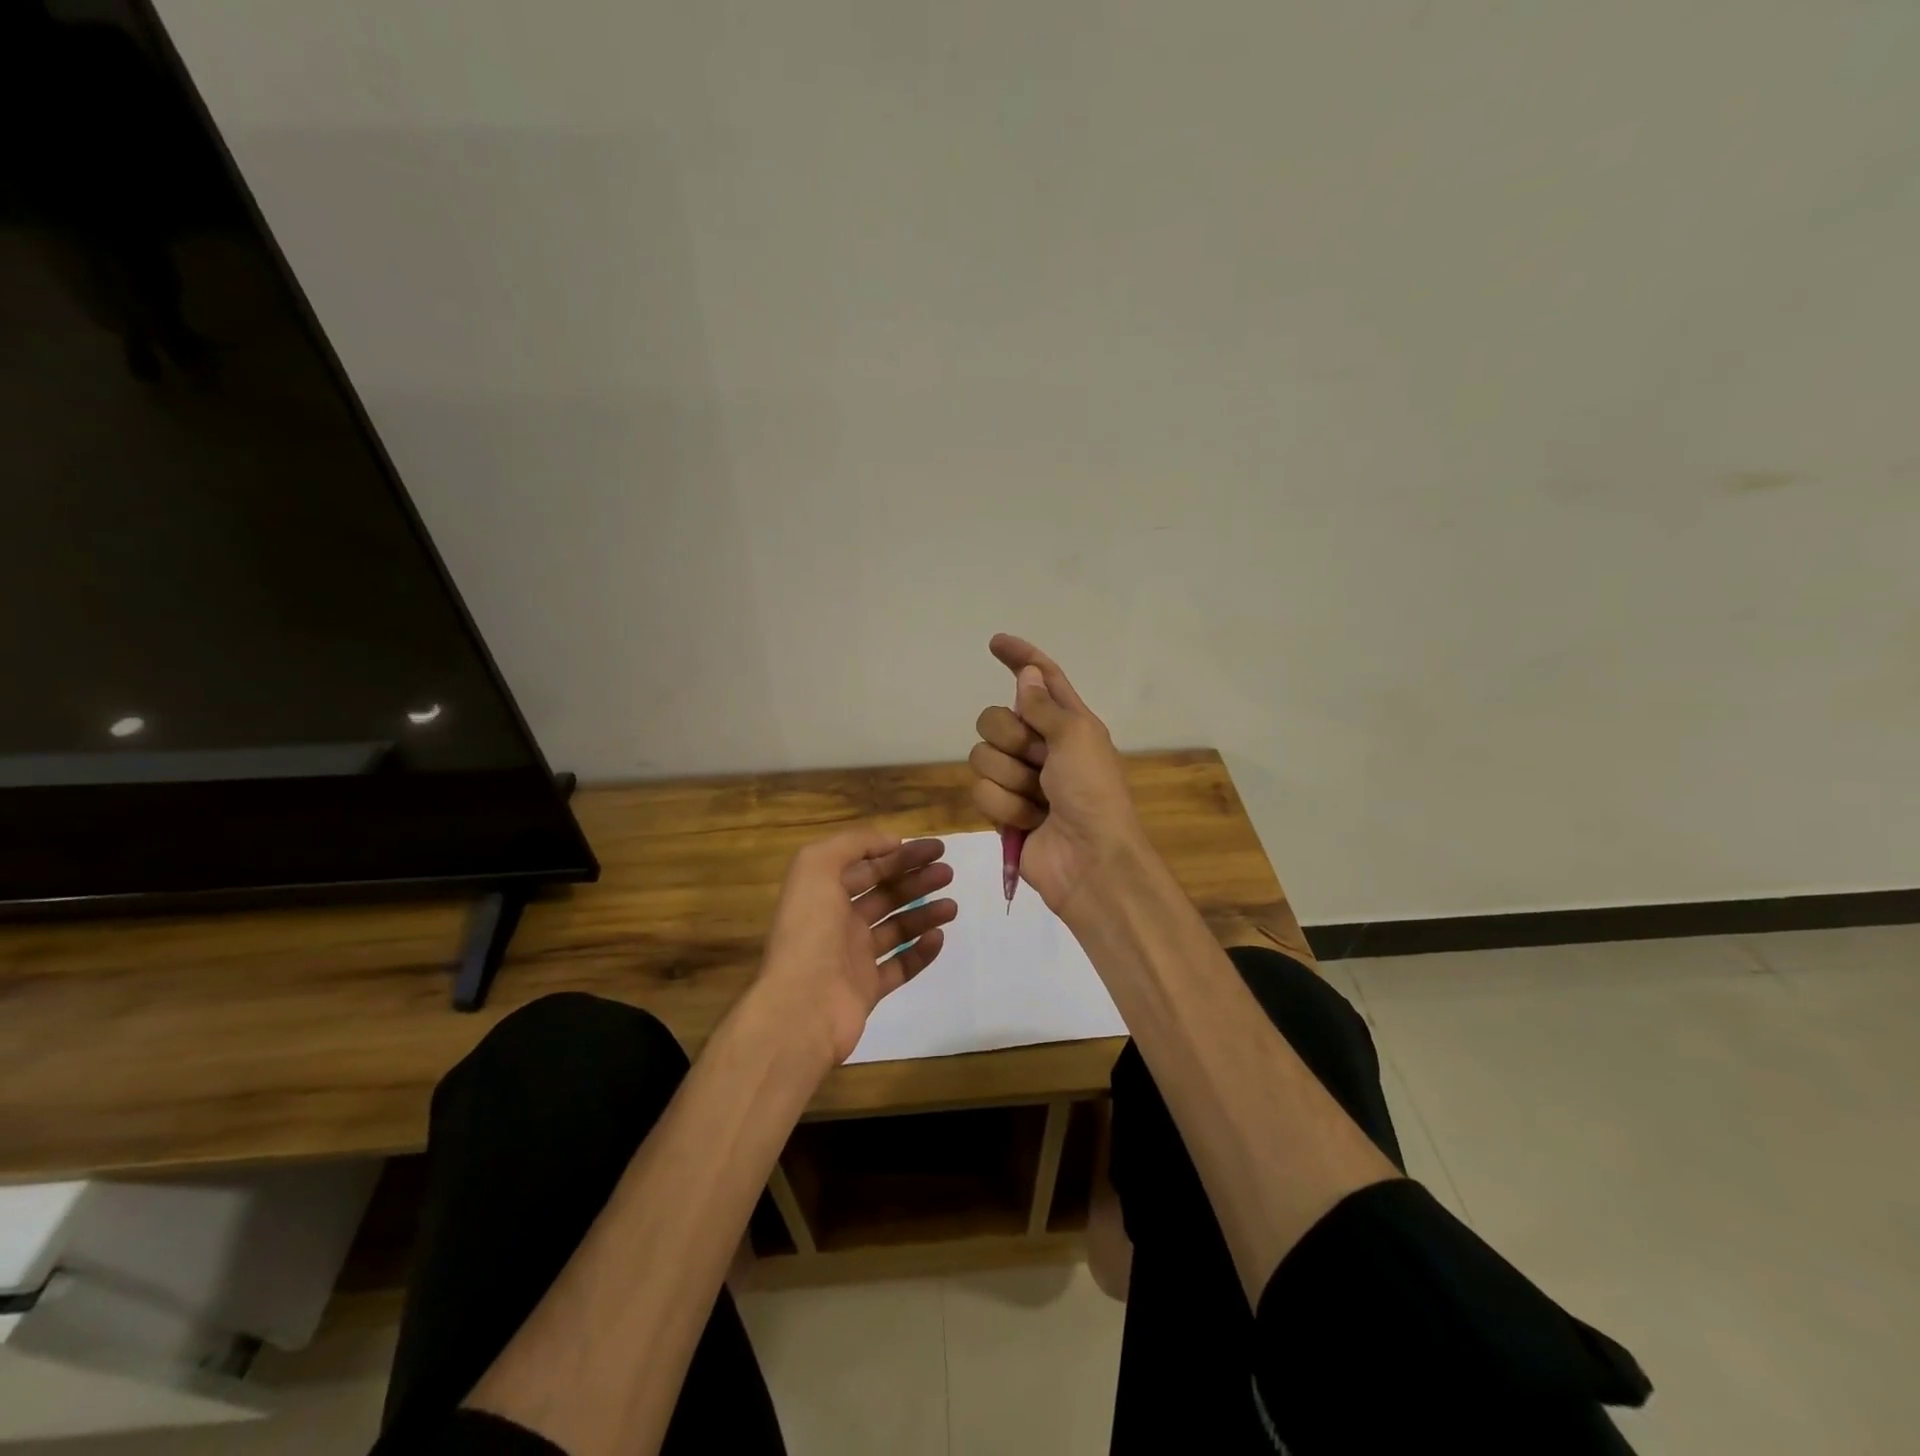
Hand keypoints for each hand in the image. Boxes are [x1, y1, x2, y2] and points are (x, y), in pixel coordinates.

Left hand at [756, 828, 958, 1065]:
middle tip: (948, 873)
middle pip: (883, 894)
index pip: (866, 866)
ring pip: (895, 928)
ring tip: (952, 907)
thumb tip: (890, 842)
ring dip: (924, 913)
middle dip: (915, 880)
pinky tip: (938, 937)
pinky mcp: (866, 989)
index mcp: (823, 893)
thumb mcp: (817, 868)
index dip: (899, 854)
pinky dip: (920, 952)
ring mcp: (852, 957)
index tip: (934, 849)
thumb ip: (852, 844)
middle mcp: (836, 922)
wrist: (802, 1007)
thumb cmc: (809, 931)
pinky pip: (899, 966)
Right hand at [968, 634, 1145, 920]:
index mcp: (1067, 722)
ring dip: (1011, 780)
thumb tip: (1027, 674)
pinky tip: (1030, 822)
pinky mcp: (1004, 809)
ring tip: (1039, 801)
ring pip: (982, 756)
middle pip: (995, 718)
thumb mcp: (1076, 736)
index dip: (1019, 657)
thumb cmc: (1093, 791)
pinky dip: (1006, 807)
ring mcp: (1020, 778)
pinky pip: (981, 792)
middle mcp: (1041, 745)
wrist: (1090, 859)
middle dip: (1011, 739)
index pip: (1040, 677)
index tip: (995, 642)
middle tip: (1038, 760)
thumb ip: (1044, 704)